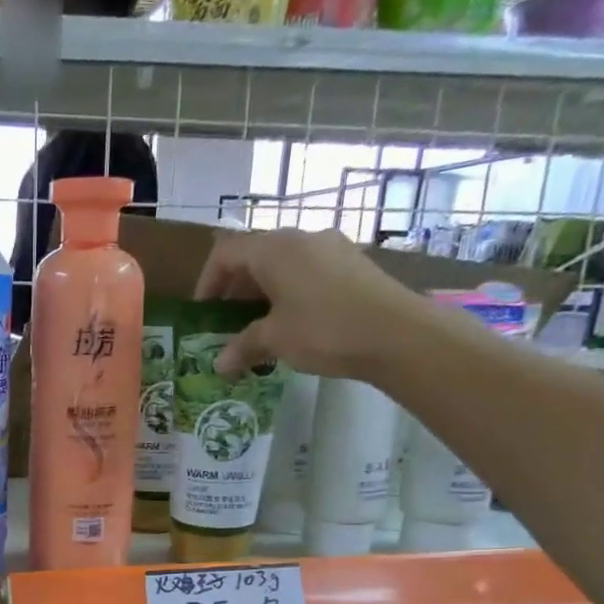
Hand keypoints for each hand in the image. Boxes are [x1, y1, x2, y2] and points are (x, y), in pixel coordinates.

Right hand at [195, 228, 437, 378]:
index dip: (207, 282)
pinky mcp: (352, 264)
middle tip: (227, 325)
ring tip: (259, 329)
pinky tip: (294, 325)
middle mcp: (301, 238)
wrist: (399, 334)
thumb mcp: (275, 340)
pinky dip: (290, 294)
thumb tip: (220, 365)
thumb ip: (243, 347)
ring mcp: (331, 248)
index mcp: (274, 248)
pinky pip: (308, 273)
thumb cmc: (324, 329)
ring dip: (263, 294)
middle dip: (235, 291)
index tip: (203, 314)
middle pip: (254, 257)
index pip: (225, 253)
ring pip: (283, 265)